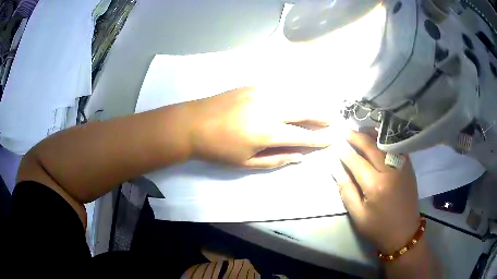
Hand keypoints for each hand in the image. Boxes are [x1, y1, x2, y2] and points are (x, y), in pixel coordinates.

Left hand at [188, 87, 332, 168]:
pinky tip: (298, 97)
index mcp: (268, 132)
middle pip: (304, 110)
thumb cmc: (219, 149)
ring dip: (311, 102)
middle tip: (332, 120)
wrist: (193, 123)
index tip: (331, 139)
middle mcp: (270, 109)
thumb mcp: (247, 163)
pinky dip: (294, 92)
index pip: (303, 136)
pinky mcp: (254, 85)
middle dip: (321, 116)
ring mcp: (262, 93)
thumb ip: (277, 159)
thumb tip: (300, 157)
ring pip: (295, 95)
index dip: (319, 139)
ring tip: (319, 109)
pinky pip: (281, 87)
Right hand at [333, 130, 419, 253]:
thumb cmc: (378, 228)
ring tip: (360, 130)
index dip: (345, 152)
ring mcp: (402, 167)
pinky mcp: (408, 168)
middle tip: (345, 131)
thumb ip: (347, 190)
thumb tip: (336, 169)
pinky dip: (386, 140)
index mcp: (376, 186)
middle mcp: (390, 172)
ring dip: (372, 134)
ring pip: (385, 144)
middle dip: (356, 137)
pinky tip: (378, 138)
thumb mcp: (357, 215)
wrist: (404, 233)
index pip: (356, 162)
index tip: (336, 144)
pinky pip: (396, 148)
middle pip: (371, 147)